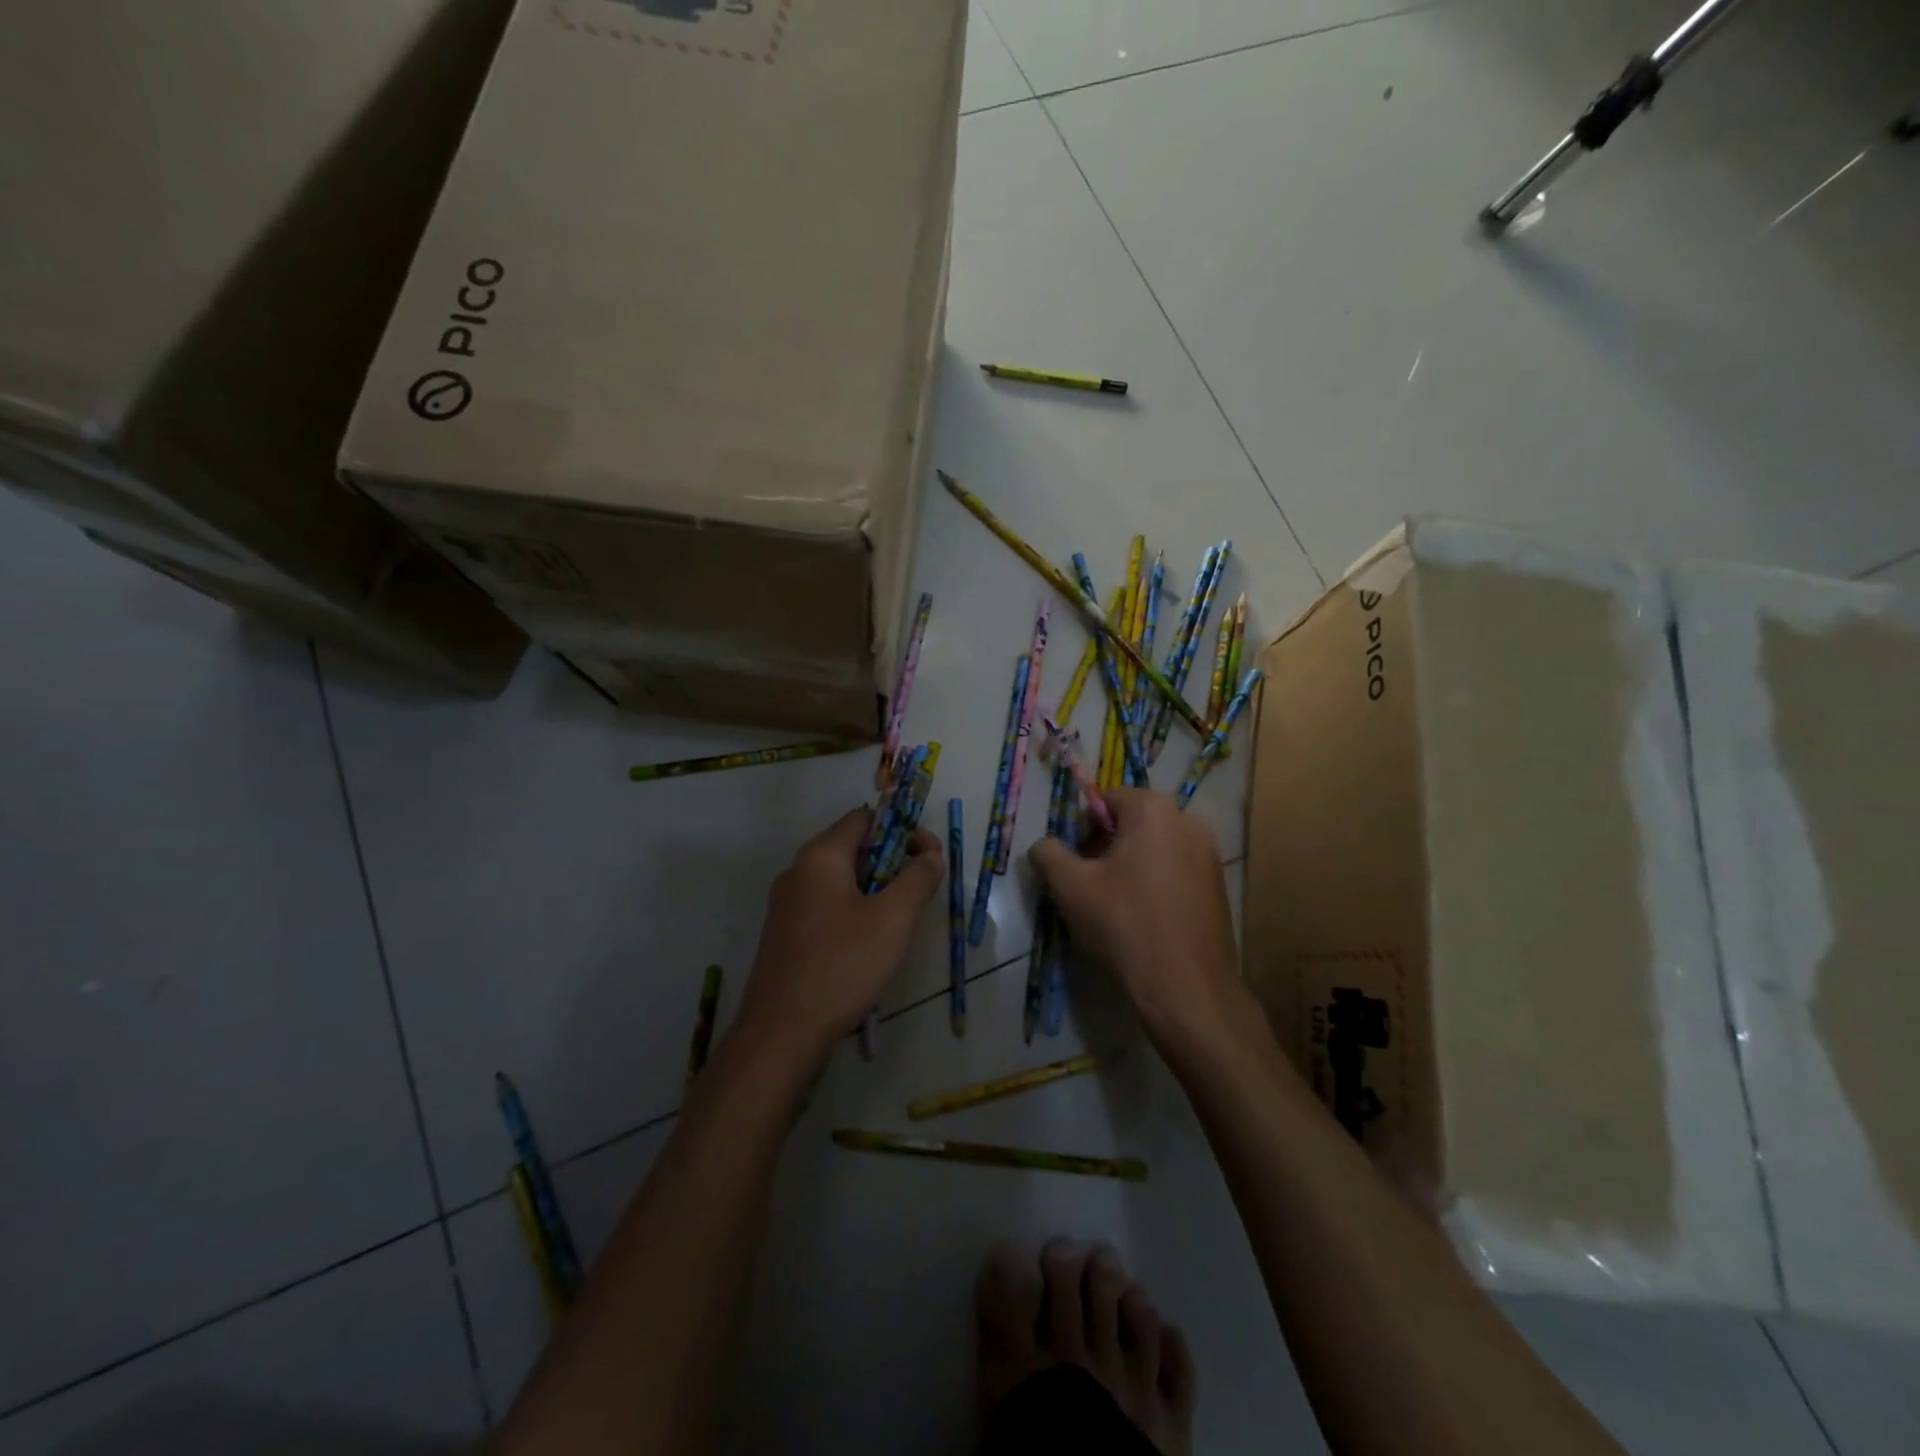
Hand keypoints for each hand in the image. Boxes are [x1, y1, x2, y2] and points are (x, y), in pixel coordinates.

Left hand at [736, 807, 944, 1059]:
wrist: (782, 1032)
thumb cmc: (842, 965)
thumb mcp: (893, 918)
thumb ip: (918, 878)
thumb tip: (931, 855)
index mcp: (820, 856)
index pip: (865, 818)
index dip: (903, 829)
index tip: (930, 857)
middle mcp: (798, 871)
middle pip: (854, 848)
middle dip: (893, 862)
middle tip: (920, 892)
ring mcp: (787, 905)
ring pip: (842, 881)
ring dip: (876, 890)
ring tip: (900, 921)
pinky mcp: (786, 935)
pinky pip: (828, 907)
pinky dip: (855, 912)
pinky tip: (870, 945)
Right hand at [1029, 788, 1243, 1046]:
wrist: (1185, 987)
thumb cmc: (1123, 924)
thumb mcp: (1069, 886)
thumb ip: (1048, 853)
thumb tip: (1044, 845)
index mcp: (1154, 810)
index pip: (1106, 800)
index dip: (1082, 828)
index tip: (1074, 863)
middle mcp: (1189, 821)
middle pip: (1133, 823)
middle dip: (1106, 847)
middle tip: (1089, 884)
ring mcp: (1210, 854)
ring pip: (1155, 848)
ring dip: (1131, 866)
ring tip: (1114, 904)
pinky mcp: (1219, 886)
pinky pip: (1176, 871)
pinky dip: (1155, 883)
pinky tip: (1143, 918)